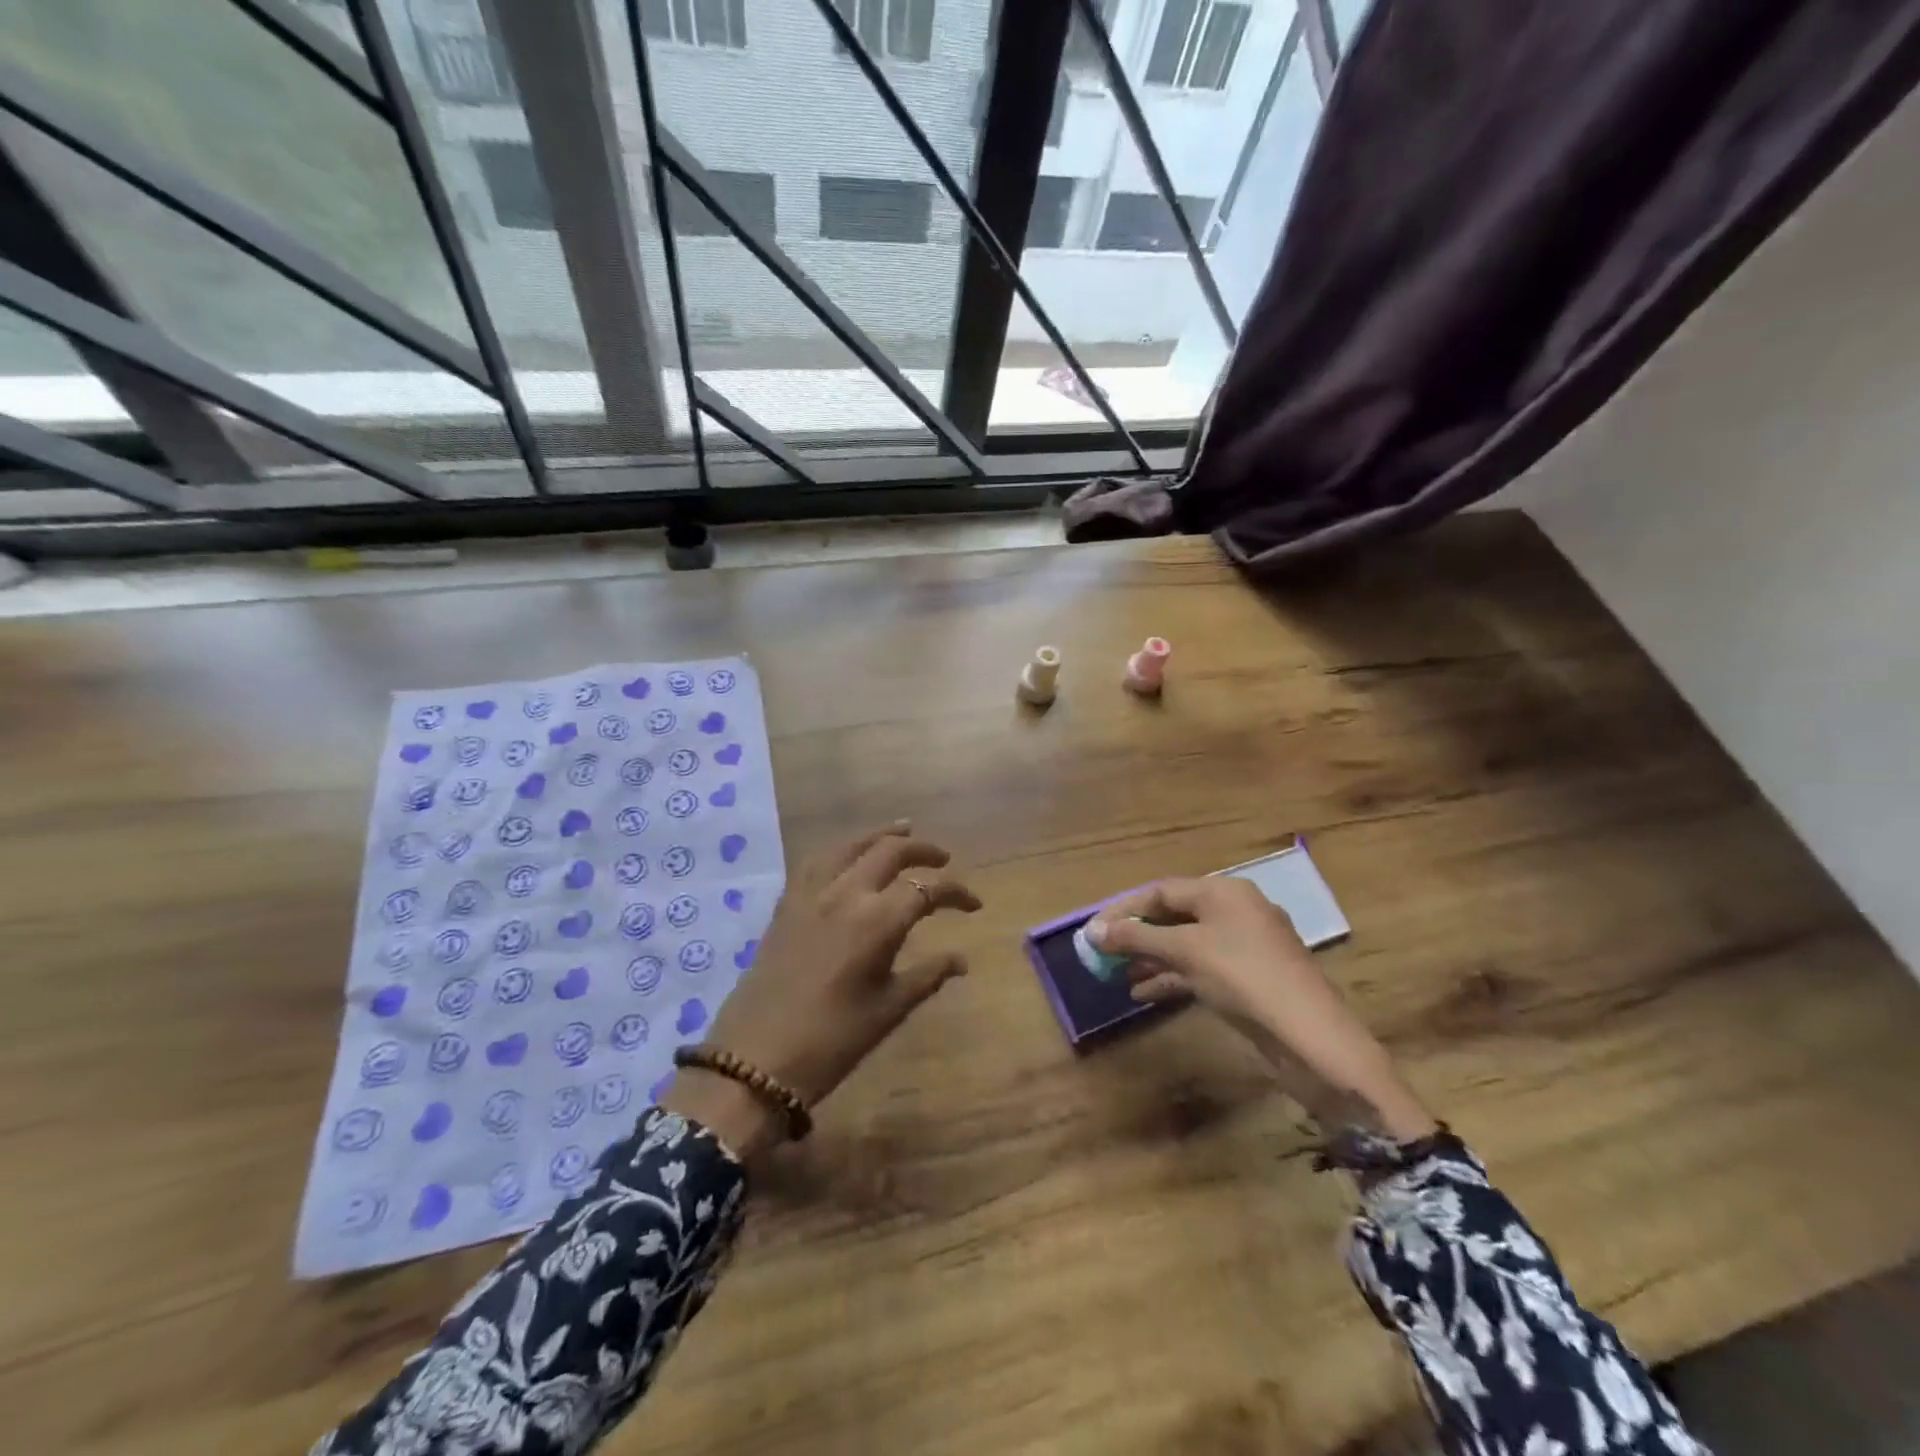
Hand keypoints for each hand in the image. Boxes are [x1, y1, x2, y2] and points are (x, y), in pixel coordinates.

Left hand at [663, 822, 980, 1155]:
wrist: (755, 1060)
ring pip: (850, 845)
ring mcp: (810, 894)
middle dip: (922, 850)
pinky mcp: (786, 904)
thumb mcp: (888, 1010)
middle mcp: (845, 894)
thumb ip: (928, 976)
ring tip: (902, 831)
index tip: (974, 905)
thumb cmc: (831, 1041)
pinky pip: (817, 860)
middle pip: (889, 851)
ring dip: (880, 836)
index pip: (926, 890)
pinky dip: (842, 850)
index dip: (956, 893)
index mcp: (876, 921)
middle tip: (943, 860)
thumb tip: (960, 960)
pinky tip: (849, 855)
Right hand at [1088, 877, 1434, 1141]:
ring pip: (1187, 944)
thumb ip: (1137, 939)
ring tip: (1118, 975)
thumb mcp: (1185, 951)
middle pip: (1174, 915)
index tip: (1093, 930)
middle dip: (1137, 935)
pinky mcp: (1250, 979)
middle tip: (1104, 953)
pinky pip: (1201, 968)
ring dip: (1152, 958)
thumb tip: (1092, 931)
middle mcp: (1235, 911)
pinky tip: (1144, 994)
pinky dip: (1173, 977)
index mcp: (1224, 892)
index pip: (1161, 891)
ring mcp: (1245, 947)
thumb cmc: (1244, 978)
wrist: (1312, 1039)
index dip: (1124, 909)